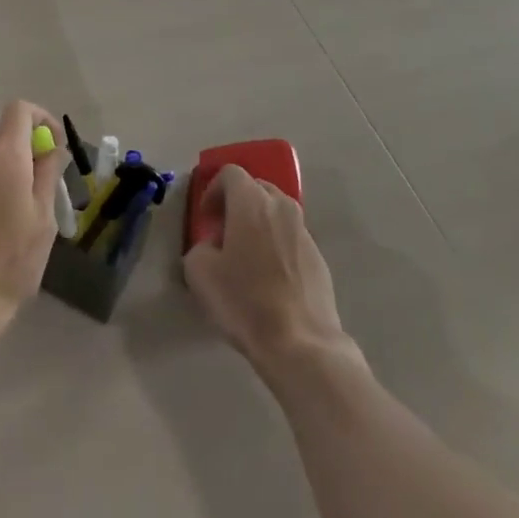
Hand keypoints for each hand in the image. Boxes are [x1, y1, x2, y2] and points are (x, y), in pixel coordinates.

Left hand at [0, 101, 64, 358]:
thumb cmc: (9, 260)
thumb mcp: (42, 217)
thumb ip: (48, 173)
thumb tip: (52, 147)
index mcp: (2, 154)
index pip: (20, 109)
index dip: (42, 119)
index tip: (56, 149)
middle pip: (7, 135)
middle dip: (31, 153)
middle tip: (50, 191)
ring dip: (15, 174)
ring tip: (30, 216)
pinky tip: (5, 228)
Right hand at [183, 165, 352, 376]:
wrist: (301, 343)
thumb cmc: (245, 301)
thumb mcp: (200, 273)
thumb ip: (200, 248)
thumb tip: (212, 247)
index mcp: (251, 201)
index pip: (230, 173)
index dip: (213, 190)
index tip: (206, 218)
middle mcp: (281, 207)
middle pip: (256, 188)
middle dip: (237, 204)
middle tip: (223, 233)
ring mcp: (304, 232)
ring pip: (276, 213)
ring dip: (259, 224)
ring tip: (246, 257)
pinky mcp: (319, 258)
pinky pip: (291, 238)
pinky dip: (277, 246)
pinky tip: (269, 279)